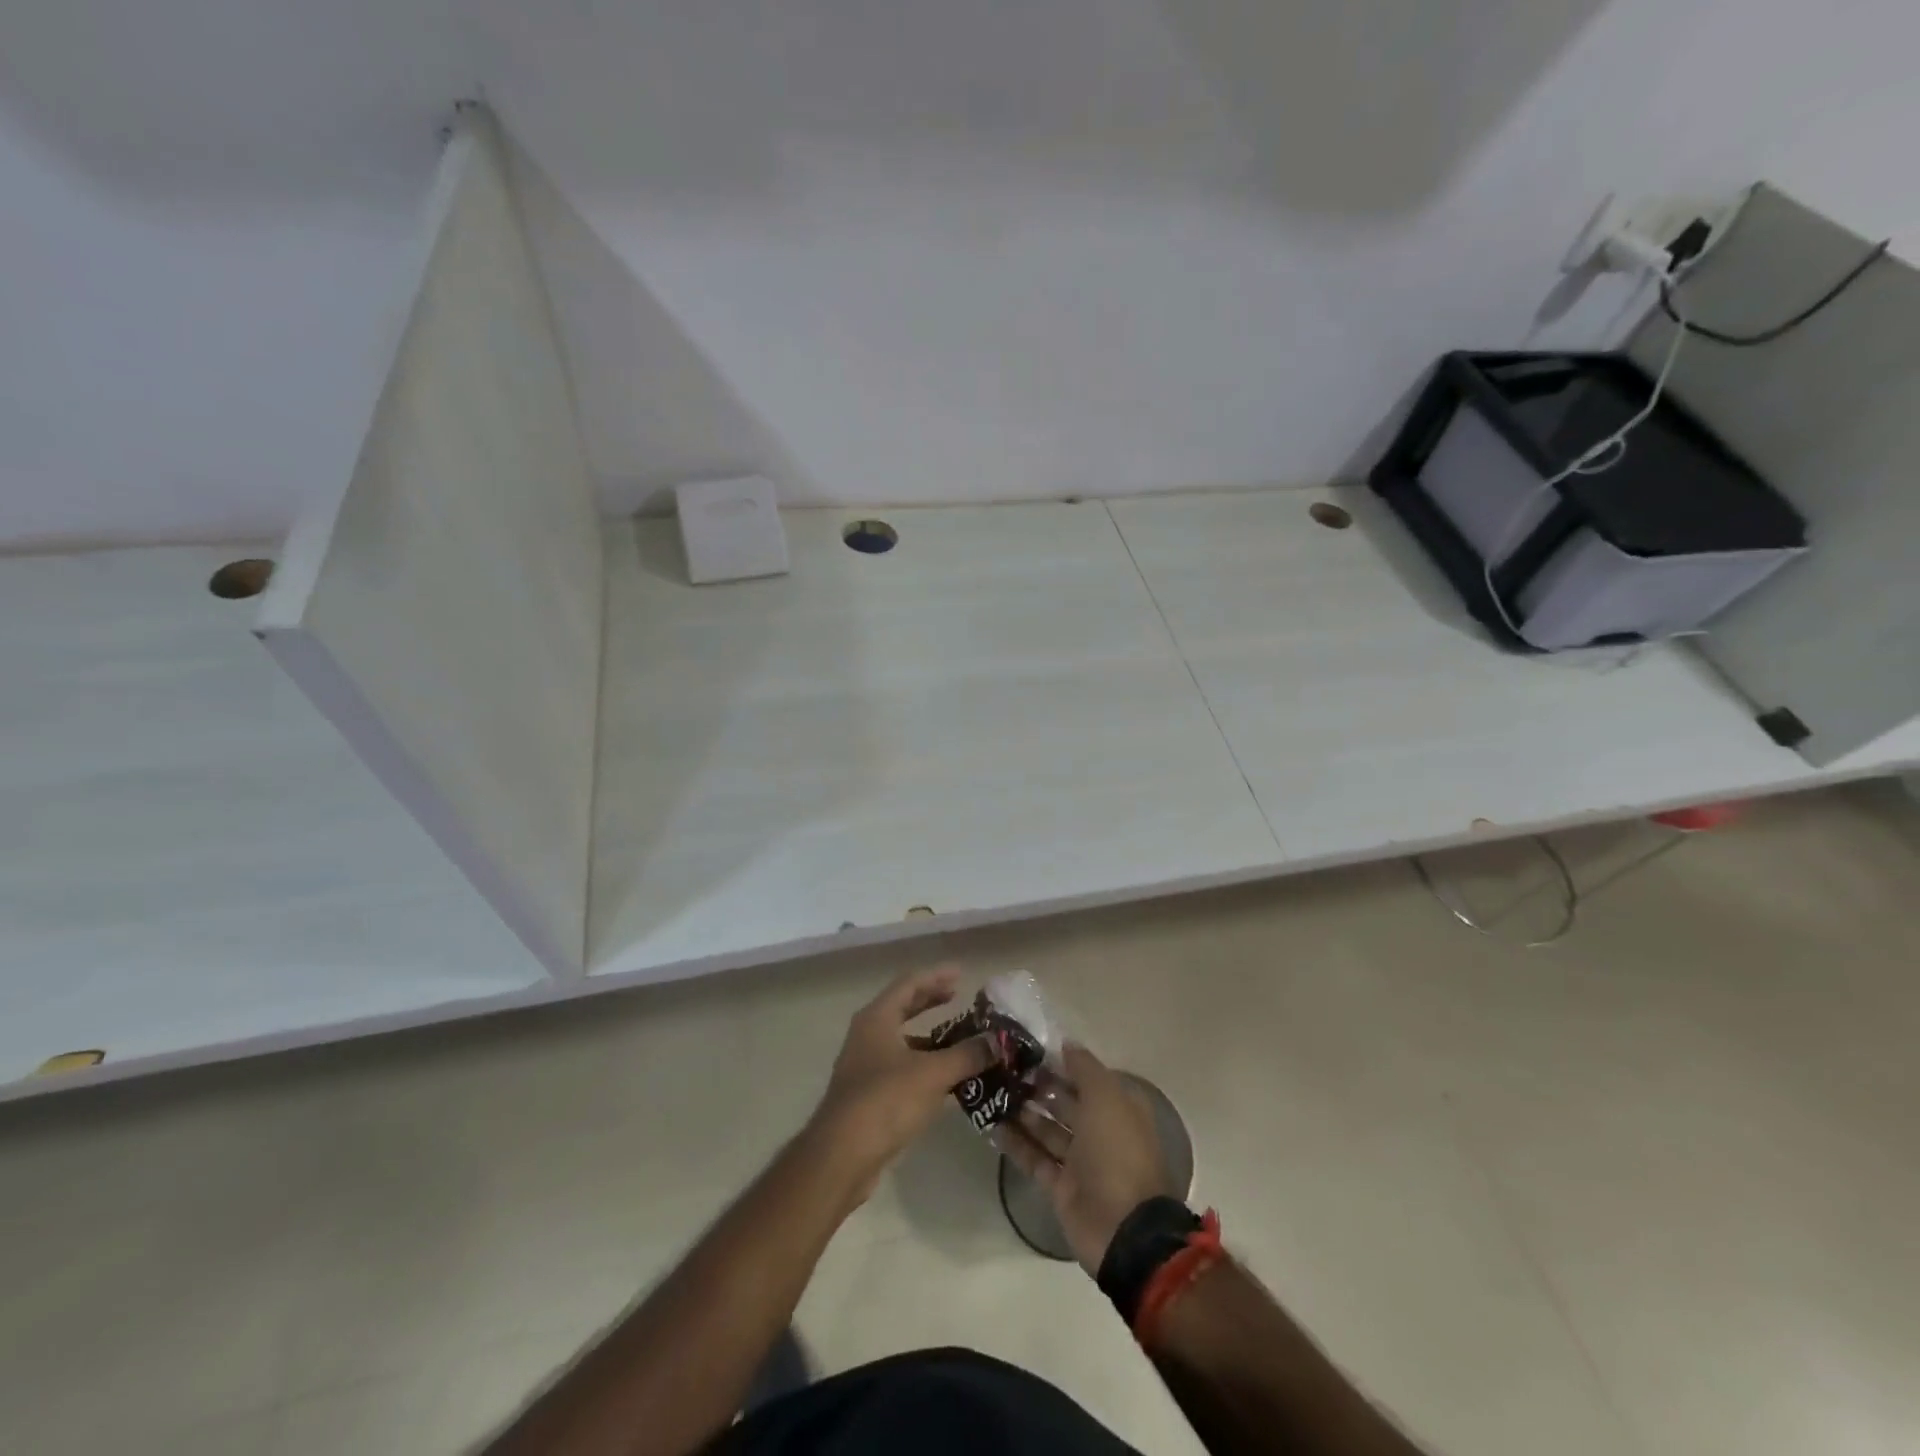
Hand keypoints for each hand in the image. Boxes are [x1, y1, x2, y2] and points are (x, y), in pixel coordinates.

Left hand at [806, 966, 991, 1203]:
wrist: (842, 1156)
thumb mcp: (933, 1073)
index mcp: (877, 1018)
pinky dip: (925, 1064)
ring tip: (962, 1039)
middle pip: (903, 1008)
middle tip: (960, 997)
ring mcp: (866, 1065)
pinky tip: (948, 1078)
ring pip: (903, 1040)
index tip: (961, 973)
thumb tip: (998, 1041)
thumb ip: (967, 1055)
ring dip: (931, 1037)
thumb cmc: (885, 1100)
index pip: (909, 984)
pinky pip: (902, 1067)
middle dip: (932, 1001)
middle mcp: (868, 1035)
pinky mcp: (869, 1094)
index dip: (936, 976)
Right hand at [998, 1043, 1177, 1274]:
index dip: (1060, 1061)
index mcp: (1118, 1107)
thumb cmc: (1117, 1150)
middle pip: (1065, 1101)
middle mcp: (1100, 1130)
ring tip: (992, 1091)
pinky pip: (1035, 1159)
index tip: (1028, 1047)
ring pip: (1047, 1129)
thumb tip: (1065, 1043)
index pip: (1086, 1076)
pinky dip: (1017, 1144)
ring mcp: (1080, 1161)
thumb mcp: (1106, 1097)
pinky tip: (991, 1125)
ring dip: (1023, 1112)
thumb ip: (1084, 1067)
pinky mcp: (1061, 1187)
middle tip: (1003, 1067)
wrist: (1123, 1228)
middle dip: (1038, 1085)